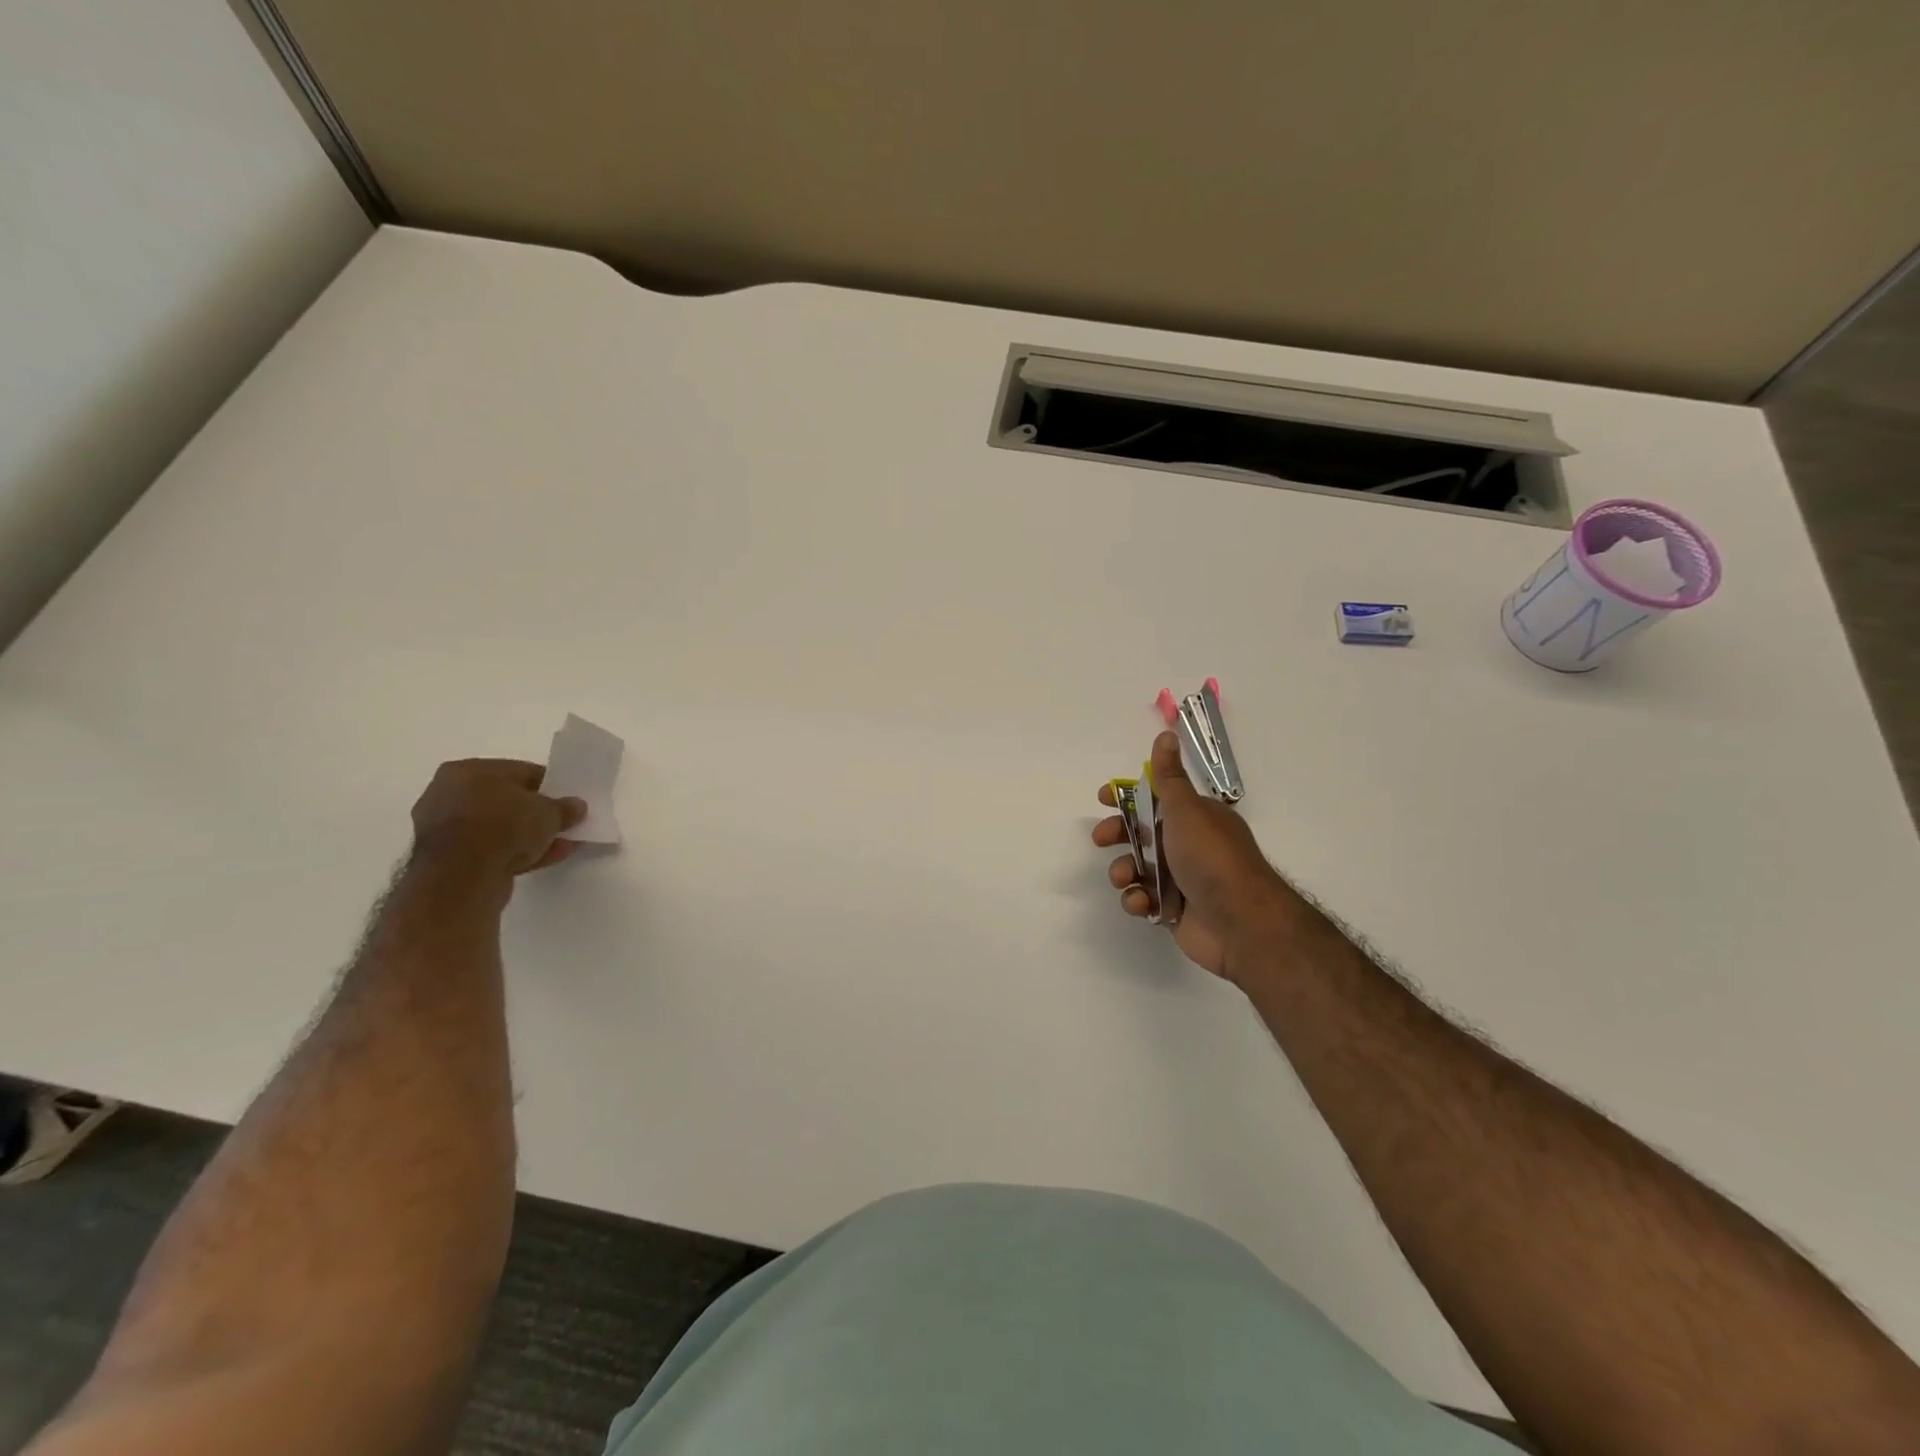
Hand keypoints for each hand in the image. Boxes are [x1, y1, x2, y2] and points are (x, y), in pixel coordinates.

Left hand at [411, 759, 586, 877]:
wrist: (460, 875)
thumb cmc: (503, 825)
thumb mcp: (548, 812)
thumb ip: (564, 807)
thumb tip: (576, 806)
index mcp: (467, 770)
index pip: (519, 772)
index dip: (549, 786)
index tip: (568, 801)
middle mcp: (448, 793)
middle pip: (506, 801)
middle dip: (536, 814)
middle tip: (563, 824)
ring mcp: (443, 828)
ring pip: (498, 828)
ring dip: (528, 836)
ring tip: (560, 845)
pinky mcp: (445, 859)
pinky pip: (489, 849)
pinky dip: (513, 853)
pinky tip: (542, 859)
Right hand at [1092, 732, 1298, 982]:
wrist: (1240, 921)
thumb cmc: (1211, 857)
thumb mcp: (1186, 809)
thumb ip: (1168, 776)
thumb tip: (1166, 734)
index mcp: (1196, 817)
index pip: (1156, 799)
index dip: (1128, 797)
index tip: (1104, 799)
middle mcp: (1189, 845)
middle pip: (1142, 834)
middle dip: (1118, 835)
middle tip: (1101, 839)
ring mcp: (1182, 880)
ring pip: (1138, 868)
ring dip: (1124, 871)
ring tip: (1125, 878)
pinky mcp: (1174, 910)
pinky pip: (1144, 899)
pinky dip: (1138, 900)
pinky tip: (1142, 903)